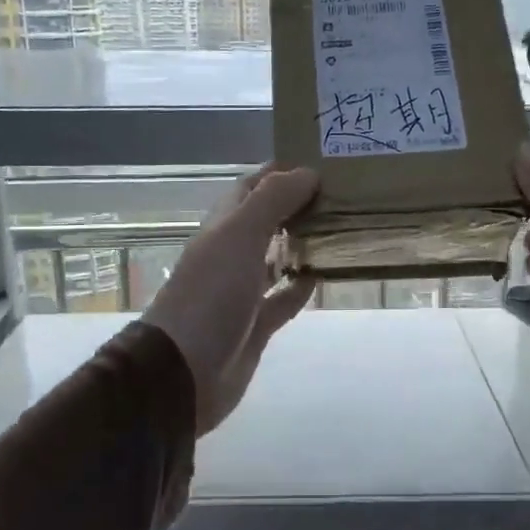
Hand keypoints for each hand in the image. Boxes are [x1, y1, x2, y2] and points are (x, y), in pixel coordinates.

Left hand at [143, 164, 319, 438]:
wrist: (185, 370)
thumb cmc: (211, 294)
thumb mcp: (240, 236)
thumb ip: (273, 200)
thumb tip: (308, 172)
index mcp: (223, 226)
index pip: (254, 186)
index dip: (283, 171)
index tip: (324, 160)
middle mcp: (232, 252)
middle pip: (269, 219)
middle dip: (299, 205)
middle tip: (344, 193)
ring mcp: (243, 289)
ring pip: (278, 257)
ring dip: (303, 243)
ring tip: (343, 227)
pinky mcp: (256, 323)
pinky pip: (284, 298)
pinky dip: (301, 286)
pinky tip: (325, 275)